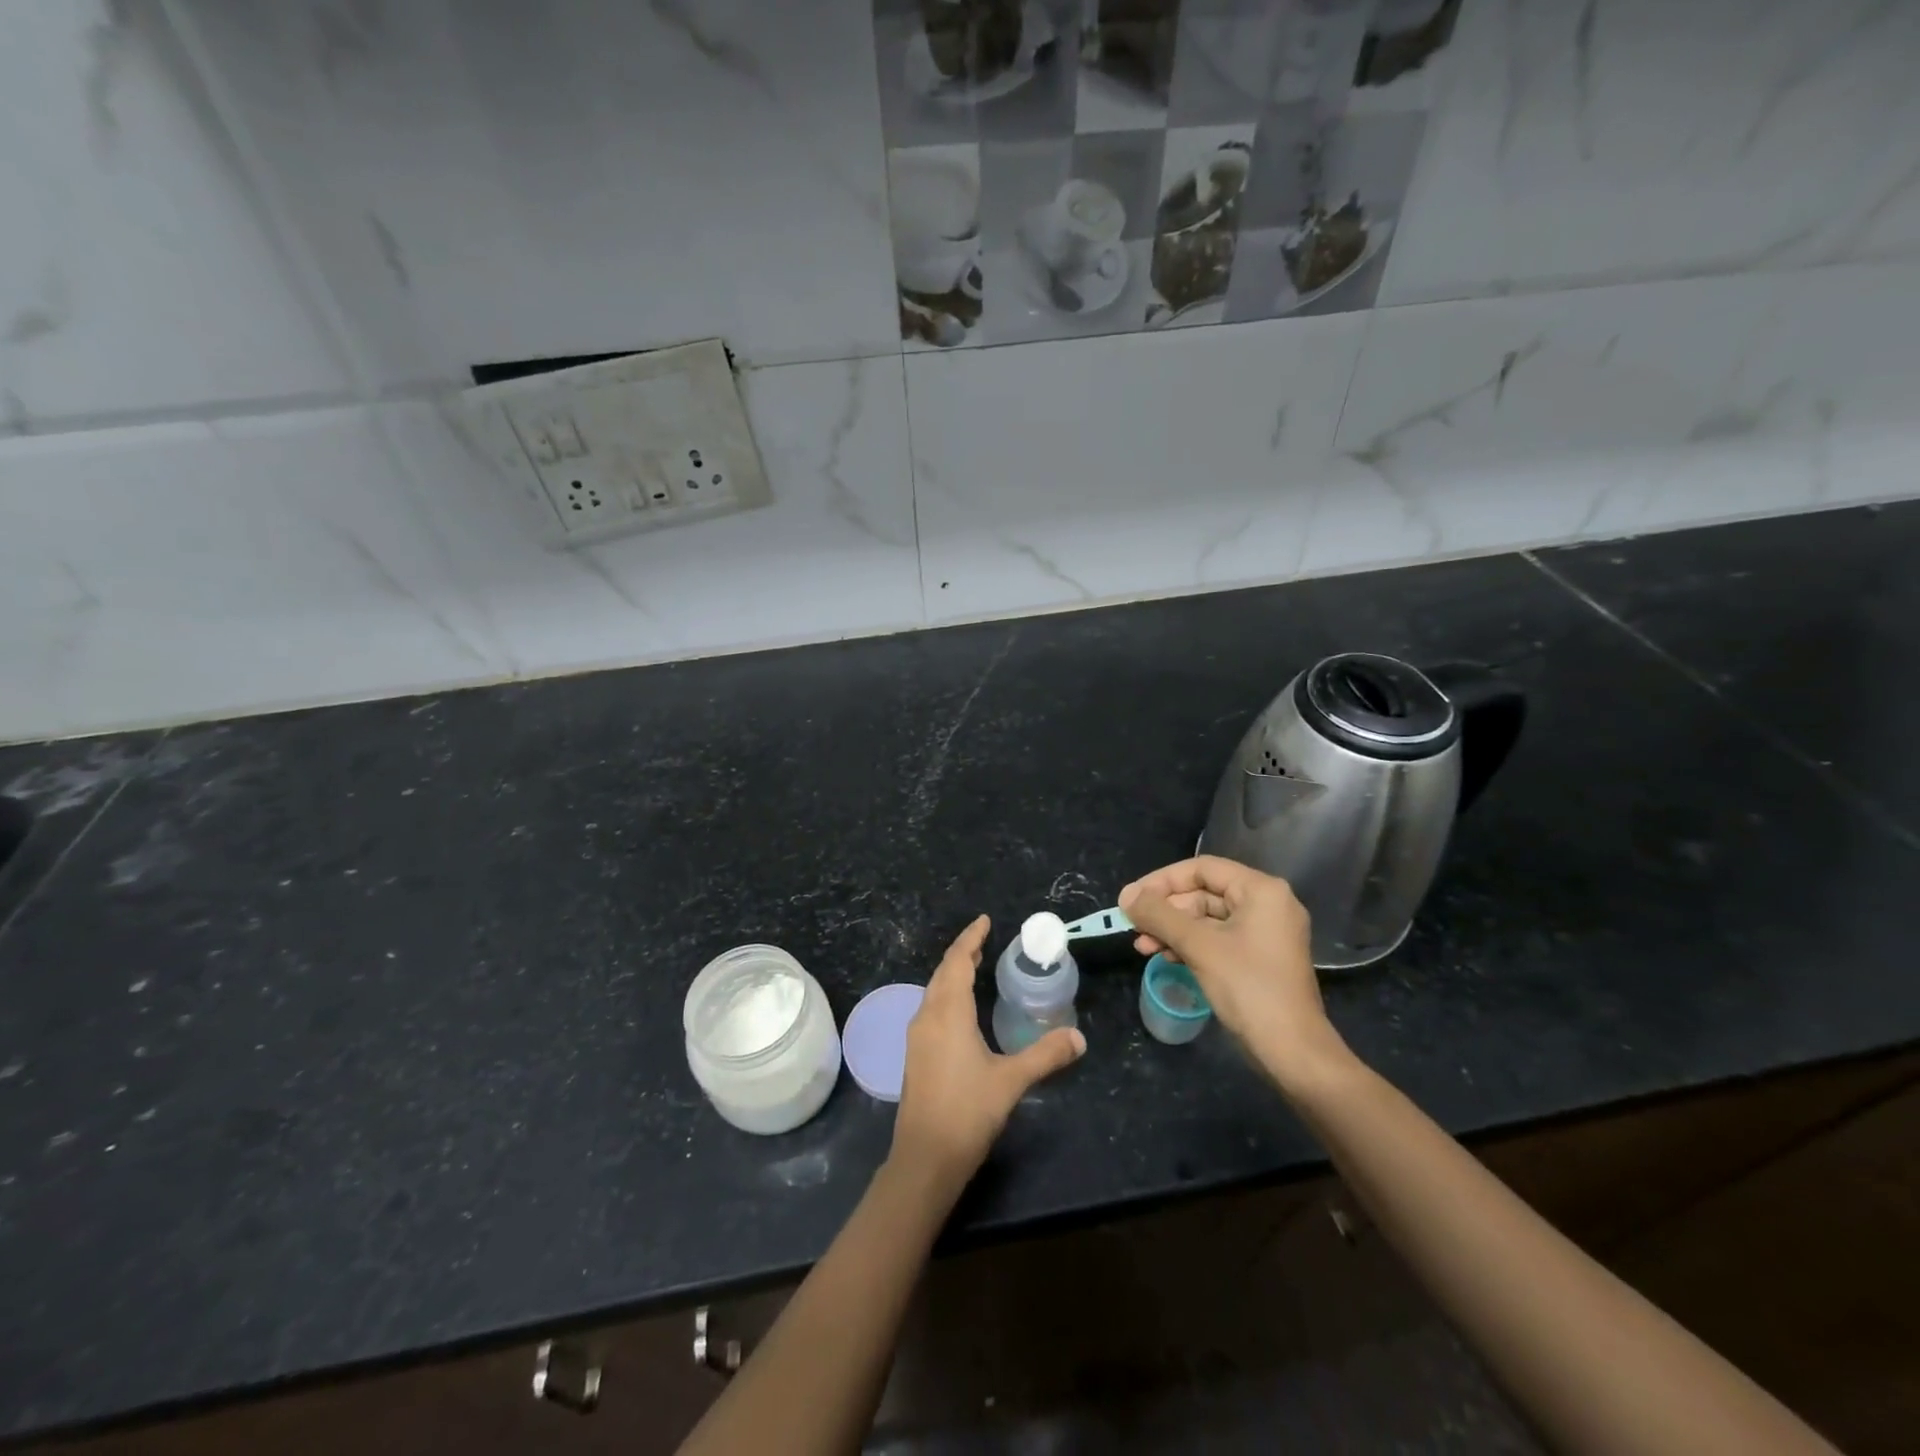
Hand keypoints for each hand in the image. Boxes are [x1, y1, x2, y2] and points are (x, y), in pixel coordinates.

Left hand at [892, 915, 1085, 1185]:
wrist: (925, 1158)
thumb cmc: (968, 1111)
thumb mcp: (1012, 1080)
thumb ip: (1045, 1055)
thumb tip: (1079, 1037)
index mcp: (948, 1013)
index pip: (957, 962)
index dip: (970, 939)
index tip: (984, 921)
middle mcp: (927, 1016)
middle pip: (943, 972)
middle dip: (962, 953)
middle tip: (984, 940)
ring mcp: (917, 1036)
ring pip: (934, 990)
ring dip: (952, 973)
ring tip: (974, 966)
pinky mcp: (915, 1054)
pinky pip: (931, 1008)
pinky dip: (947, 994)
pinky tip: (961, 1009)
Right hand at [1119, 857, 1349, 1092]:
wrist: (1292, 1052)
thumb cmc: (1248, 988)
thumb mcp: (1199, 946)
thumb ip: (1159, 915)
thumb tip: (1126, 896)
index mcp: (1261, 891)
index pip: (1202, 868)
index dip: (1162, 880)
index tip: (1131, 899)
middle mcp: (1266, 904)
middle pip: (1203, 892)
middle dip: (1165, 910)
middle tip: (1133, 926)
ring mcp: (1264, 933)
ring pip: (1207, 918)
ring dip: (1172, 930)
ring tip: (1142, 946)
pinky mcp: (1258, 958)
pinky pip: (1217, 939)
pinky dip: (1189, 945)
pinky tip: (1165, 957)